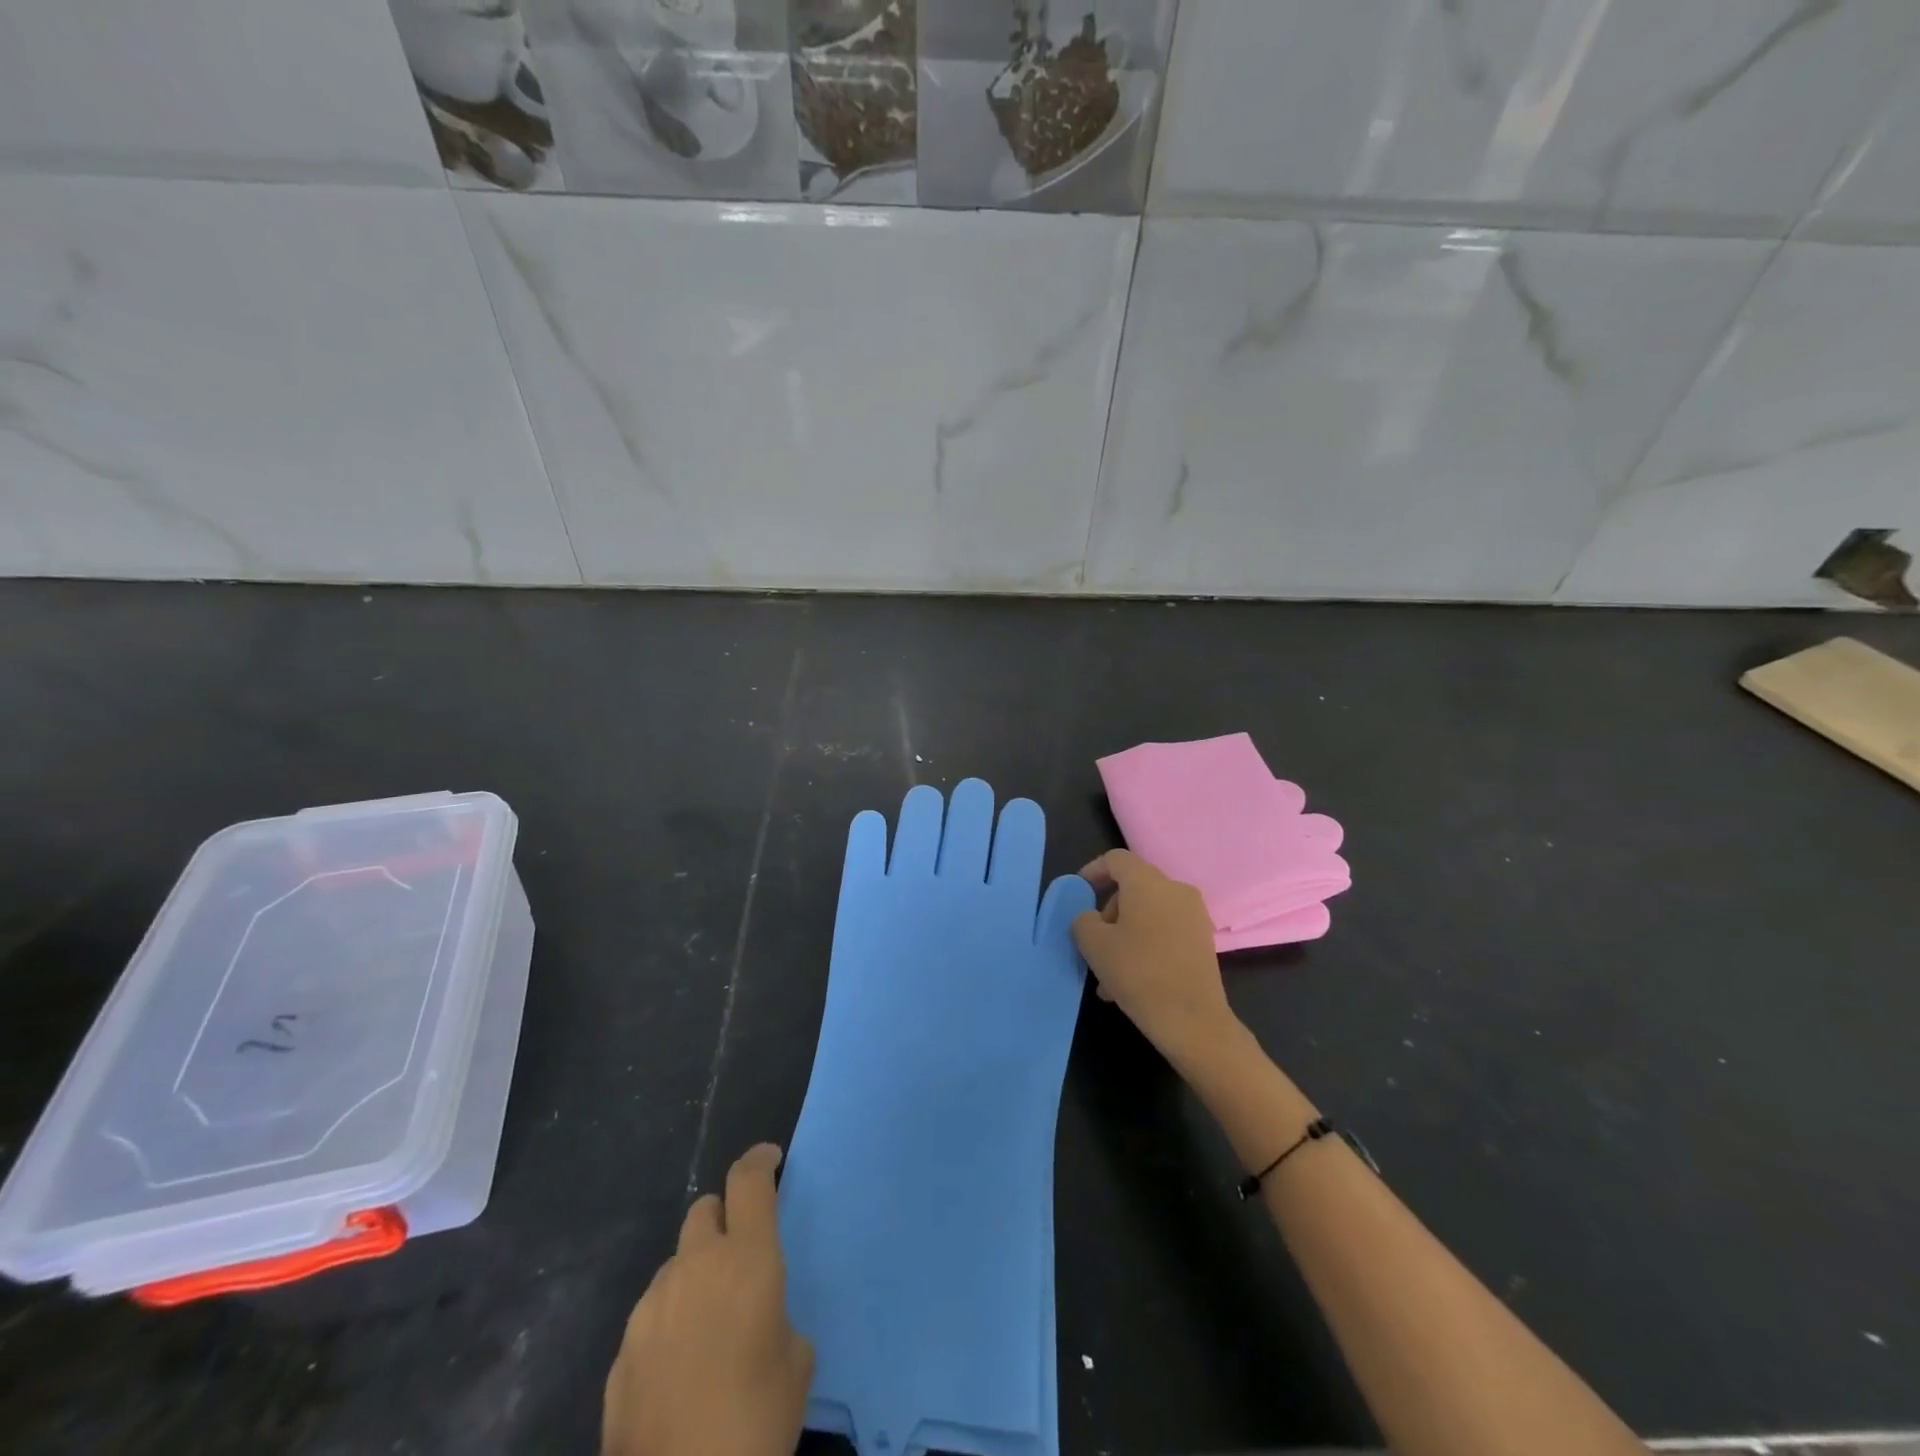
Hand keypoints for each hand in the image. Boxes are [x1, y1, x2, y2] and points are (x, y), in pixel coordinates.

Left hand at [603, 1144, 813, 1455]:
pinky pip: (653, 1314)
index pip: (748, 1180)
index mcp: (746, 1258)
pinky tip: (679, 1368)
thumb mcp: (796, 1360)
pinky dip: (670, 1321)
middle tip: (739, 1254)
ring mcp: (651, 1308)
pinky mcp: (621, 1353)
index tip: (770, 1159)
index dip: (760, 1161)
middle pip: (704, 1210)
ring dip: (695, 1274)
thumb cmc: (756, 1421)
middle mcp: (695, 1267)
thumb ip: (776, 1315)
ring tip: (709, 1324)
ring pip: (676, 1264)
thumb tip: (757, 1320)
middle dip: (723, 1219)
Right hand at [1073, 850, 1242, 1073]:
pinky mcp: (1203, 941)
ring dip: (1125, 935)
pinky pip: (1165, 932)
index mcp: (1147, 882)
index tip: (1080, 890)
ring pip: (1148, 914)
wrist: (1192, 1019)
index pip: (1116, 860)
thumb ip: (1083, 921)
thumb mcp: (1093, 944)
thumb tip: (1092, 919)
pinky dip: (1145, 945)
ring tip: (1107, 975)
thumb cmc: (1137, 972)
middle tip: (1093, 943)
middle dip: (1109, 912)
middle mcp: (1175, 890)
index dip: (1094, 871)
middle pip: (1133, 888)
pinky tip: (1130, 981)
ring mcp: (1194, 916)